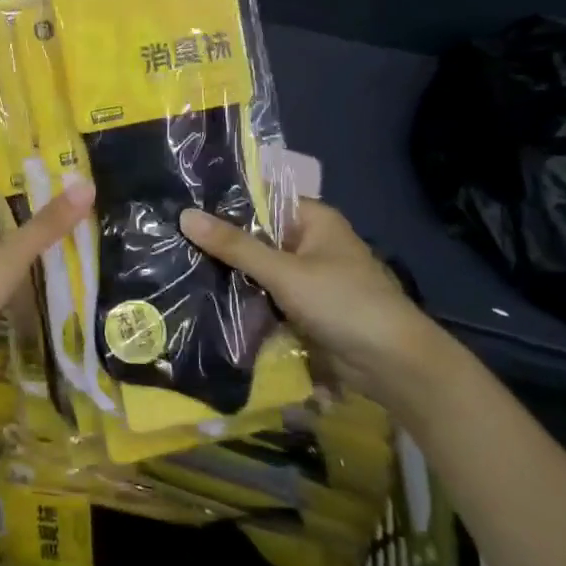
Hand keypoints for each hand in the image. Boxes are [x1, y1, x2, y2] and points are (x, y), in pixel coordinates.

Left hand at [0, 177, 93, 411]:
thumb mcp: (8, 255)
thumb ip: (46, 225)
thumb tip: (86, 186)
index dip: (7, 178)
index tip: (45, 171)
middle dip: (28, 216)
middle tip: (72, 206)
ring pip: (3, 258)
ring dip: (30, 253)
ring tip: (74, 241)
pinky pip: (7, 292)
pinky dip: (28, 288)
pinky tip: (57, 286)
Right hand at [179, 198, 453, 416]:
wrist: (394, 366)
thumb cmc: (343, 303)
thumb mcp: (284, 272)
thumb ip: (234, 246)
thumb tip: (184, 215)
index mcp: (313, 219)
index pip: (260, 199)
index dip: (223, 203)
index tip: (181, 205)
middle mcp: (309, 241)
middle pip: (256, 235)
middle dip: (221, 242)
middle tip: (171, 240)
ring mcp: (307, 276)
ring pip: (258, 268)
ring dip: (230, 273)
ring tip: (178, 266)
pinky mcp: (304, 308)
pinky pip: (266, 295)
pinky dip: (244, 298)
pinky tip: (205, 297)